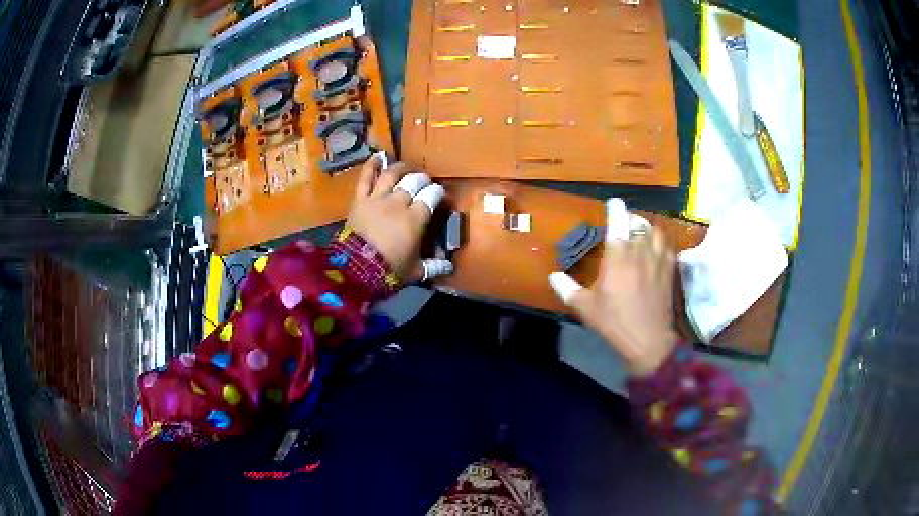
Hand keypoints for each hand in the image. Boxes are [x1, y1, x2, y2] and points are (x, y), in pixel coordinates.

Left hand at [346, 155, 451, 282]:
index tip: (440, 195)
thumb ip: (433, 266)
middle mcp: (398, 202)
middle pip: (414, 182)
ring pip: (392, 175)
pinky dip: (371, 165)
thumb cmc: (389, 270)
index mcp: (416, 218)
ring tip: (407, 168)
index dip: (438, 192)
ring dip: (402, 168)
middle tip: (424, 182)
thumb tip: (449, 266)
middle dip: (422, 179)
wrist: (357, 269)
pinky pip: (365, 178)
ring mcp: (377, 198)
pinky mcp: (360, 199)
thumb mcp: (416, 271)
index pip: (431, 196)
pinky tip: (378, 156)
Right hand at [550, 199, 677, 375]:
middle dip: (631, 218)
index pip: (618, 222)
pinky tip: (656, 249)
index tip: (613, 203)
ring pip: (655, 231)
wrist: (648, 340)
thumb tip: (553, 276)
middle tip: (624, 222)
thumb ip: (568, 289)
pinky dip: (661, 242)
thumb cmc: (614, 322)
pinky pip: (667, 247)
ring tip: (641, 232)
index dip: (615, 209)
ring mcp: (658, 260)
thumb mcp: (585, 308)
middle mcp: (639, 252)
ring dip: (647, 228)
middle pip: (639, 223)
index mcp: (617, 257)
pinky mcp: (669, 271)